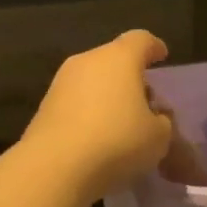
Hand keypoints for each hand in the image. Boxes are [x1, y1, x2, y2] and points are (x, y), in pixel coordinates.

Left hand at [21, 31, 174, 203]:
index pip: (141, 40)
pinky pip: (75, 104)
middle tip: (145, 101)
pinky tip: (96, 138)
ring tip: (121, 124)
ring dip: (107, 97)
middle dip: (130, 77)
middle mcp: (87, 62)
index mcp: (119, 58)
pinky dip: (88, 114)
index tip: (161, 55)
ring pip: (91, 82)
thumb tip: (154, 119)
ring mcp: (60, 84)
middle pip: (113, 60)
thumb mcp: (158, 138)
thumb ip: (162, 123)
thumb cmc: (117, 141)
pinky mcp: (44, 108)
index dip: (154, 47)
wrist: (55, 167)